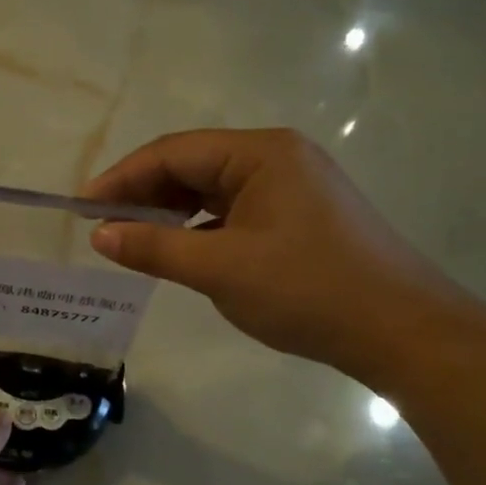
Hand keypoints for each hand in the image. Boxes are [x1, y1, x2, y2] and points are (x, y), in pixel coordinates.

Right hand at [83, 128, 458, 378]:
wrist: (402, 330)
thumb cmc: (307, 290)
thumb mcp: (220, 269)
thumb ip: (155, 248)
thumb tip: (100, 235)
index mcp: (260, 153)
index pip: (173, 153)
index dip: (122, 178)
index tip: (83, 208)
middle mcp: (277, 157)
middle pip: (193, 165)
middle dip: (144, 194)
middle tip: (101, 226)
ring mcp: (293, 186)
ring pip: (213, 189)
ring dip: (170, 211)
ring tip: (132, 238)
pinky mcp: (301, 215)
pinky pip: (235, 209)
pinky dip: (200, 227)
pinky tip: (181, 249)